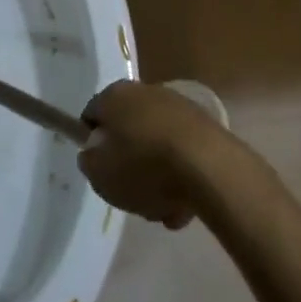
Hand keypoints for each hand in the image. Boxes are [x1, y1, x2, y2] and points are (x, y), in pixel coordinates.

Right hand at [78, 80, 231, 229]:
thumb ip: (89, 163)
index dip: (92, 144)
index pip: (92, 115)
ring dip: (157, 173)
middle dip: (129, 162)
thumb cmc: (144, 167)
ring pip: (156, 143)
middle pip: (127, 130)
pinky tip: (185, 206)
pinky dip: (181, 174)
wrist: (210, 168)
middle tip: (132, 193)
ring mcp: (177, 106)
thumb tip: (93, 154)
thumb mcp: (100, 174)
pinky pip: (183, 152)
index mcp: (113, 95)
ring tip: (164, 209)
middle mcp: (144, 91)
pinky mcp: (206, 125)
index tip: (101, 170)